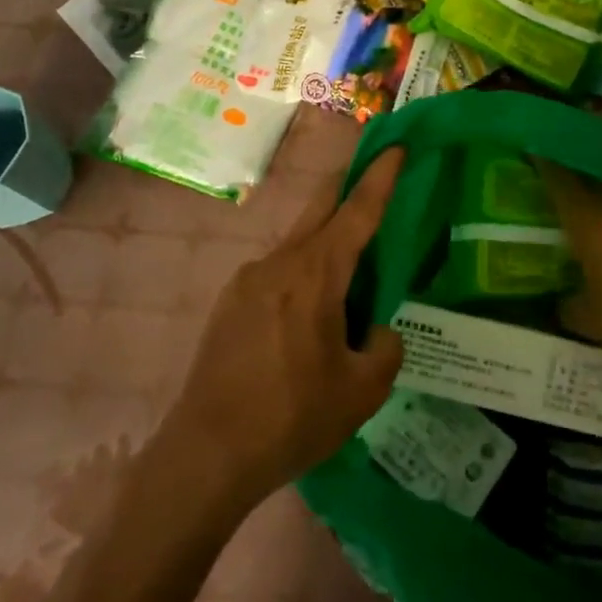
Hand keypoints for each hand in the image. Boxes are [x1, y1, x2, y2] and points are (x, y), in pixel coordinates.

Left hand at [163, 149, 405, 510]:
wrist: (205, 457)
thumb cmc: (292, 417)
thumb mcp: (362, 391)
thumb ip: (385, 348)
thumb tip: (376, 329)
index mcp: (316, 273)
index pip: (358, 210)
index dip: (381, 176)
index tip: (396, 144)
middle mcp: (280, 261)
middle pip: (321, 205)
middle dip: (350, 184)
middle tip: (374, 175)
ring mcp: (248, 280)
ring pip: (298, 242)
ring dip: (325, 243)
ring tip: (346, 284)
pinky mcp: (228, 303)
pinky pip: (276, 273)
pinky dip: (301, 275)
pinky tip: (304, 321)